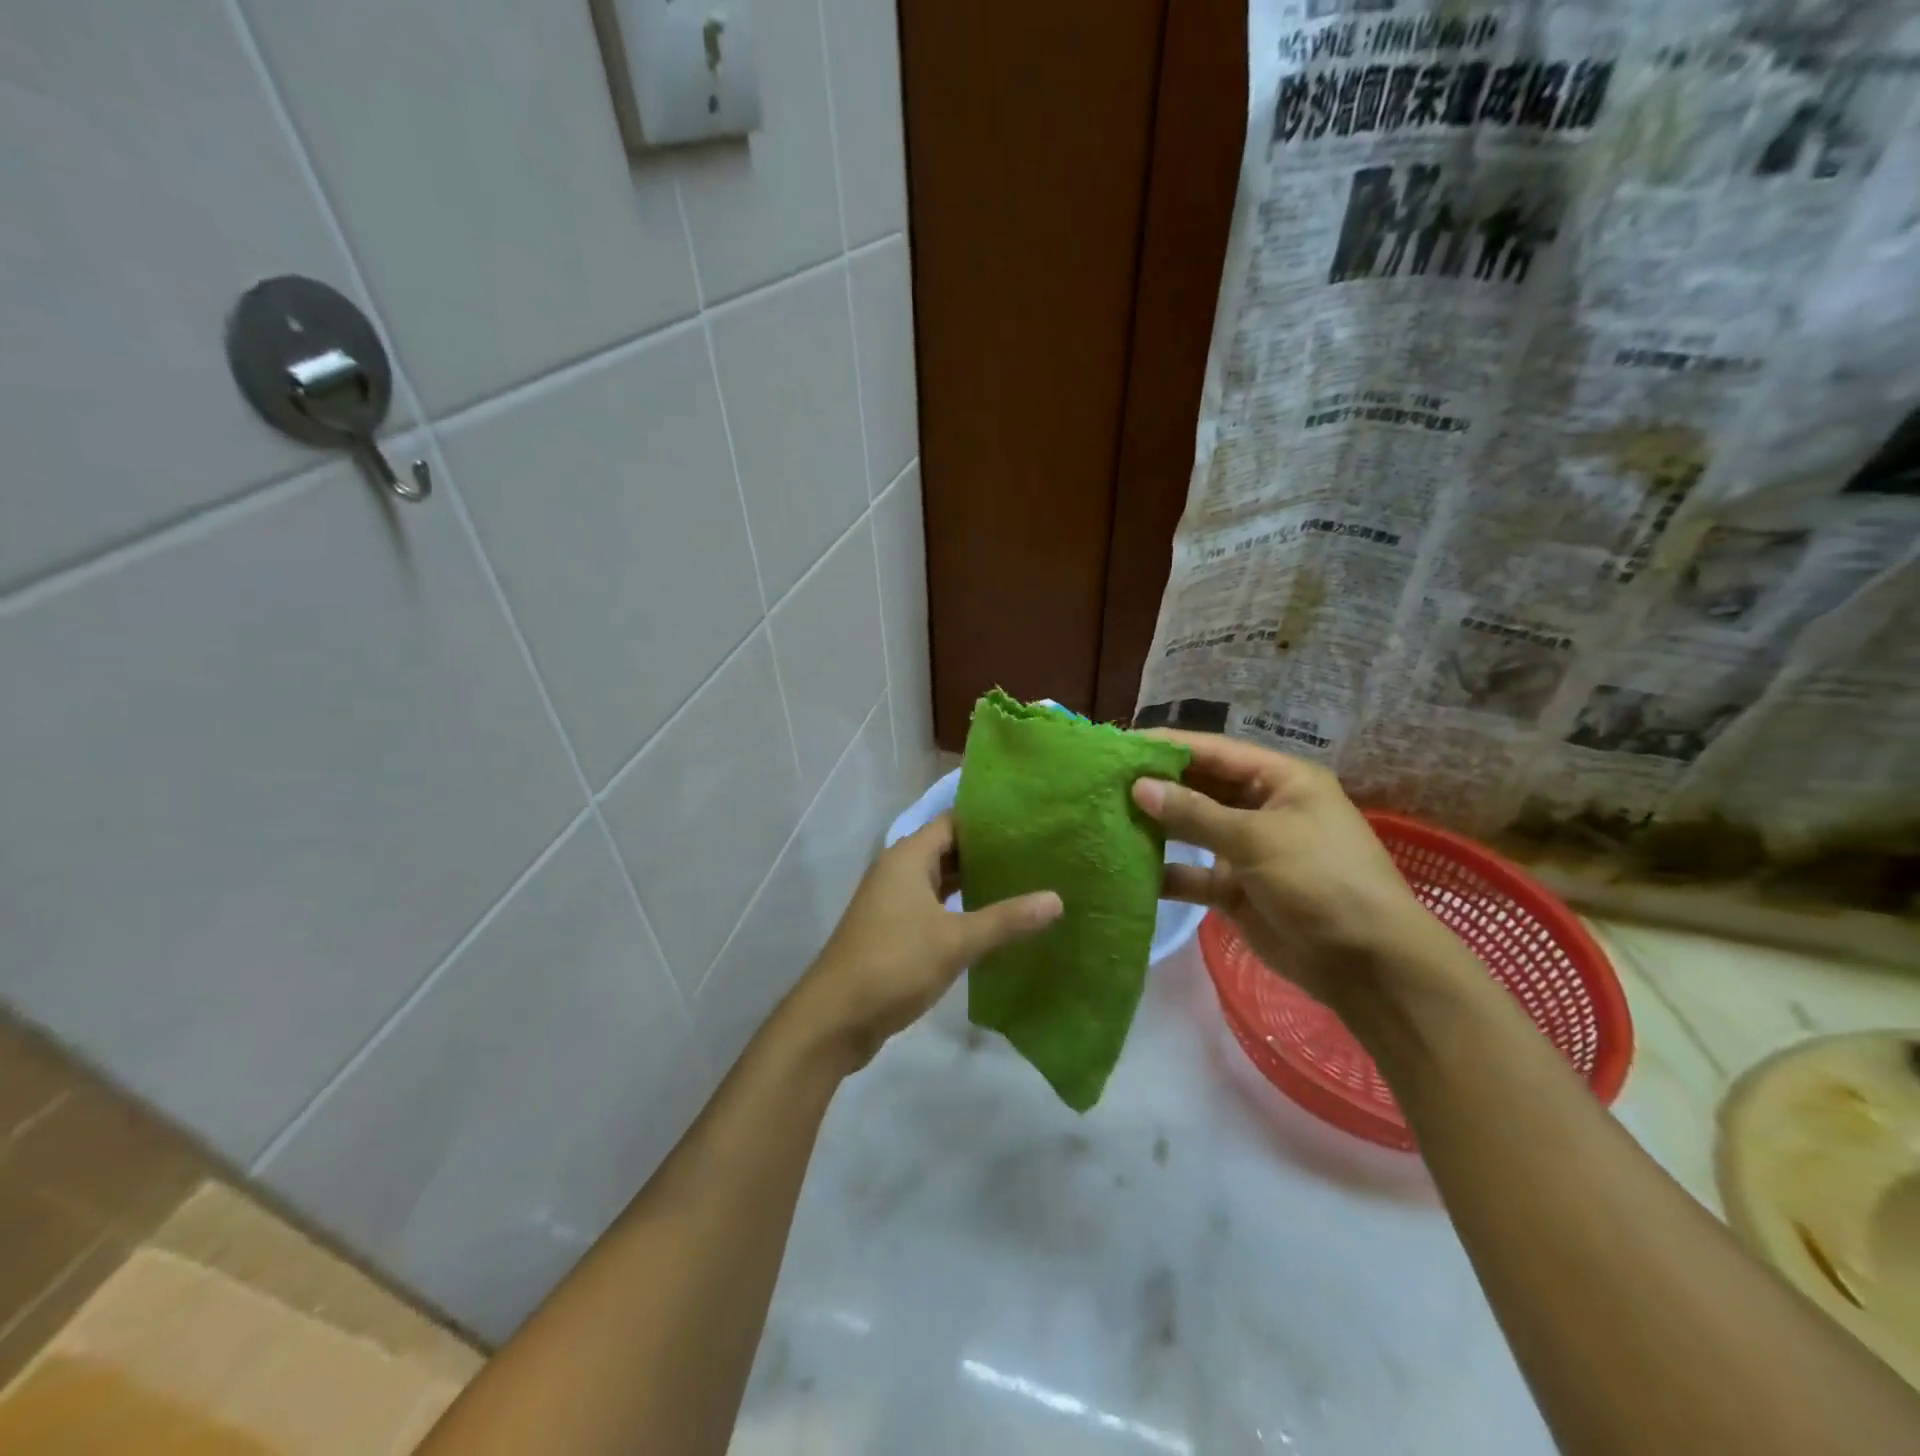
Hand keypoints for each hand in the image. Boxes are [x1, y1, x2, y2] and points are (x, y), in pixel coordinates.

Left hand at [794, 814, 1061, 1065]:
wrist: (835, 1018)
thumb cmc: (894, 964)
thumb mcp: (956, 941)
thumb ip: (1006, 919)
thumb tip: (1057, 899)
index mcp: (908, 857)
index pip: (954, 822)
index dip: (990, 822)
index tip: (1031, 825)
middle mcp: (899, 870)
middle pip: (949, 849)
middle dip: (988, 853)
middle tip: (1038, 855)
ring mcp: (894, 901)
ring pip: (941, 880)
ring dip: (975, 882)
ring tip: (1024, 882)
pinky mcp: (895, 929)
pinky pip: (934, 906)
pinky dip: (961, 907)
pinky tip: (992, 918)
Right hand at [1131, 732, 1473, 1015]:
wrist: (1367, 964)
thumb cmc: (1321, 880)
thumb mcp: (1258, 838)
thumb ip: (1195, 813)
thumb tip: (1139, 787)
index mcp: (1280, 780)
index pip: (1214, 751)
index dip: (1169, 746)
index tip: (1120, 744)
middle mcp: (1262, 807)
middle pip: (1200, 788)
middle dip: (1157, 786)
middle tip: (1103, 782)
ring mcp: (1248, 849)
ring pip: (1193, 830)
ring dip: (1157, 827)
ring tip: (1105, 819)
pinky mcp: (1236, 888)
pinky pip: (1193, 873)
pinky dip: (1166, 872)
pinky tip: (1128, 869)